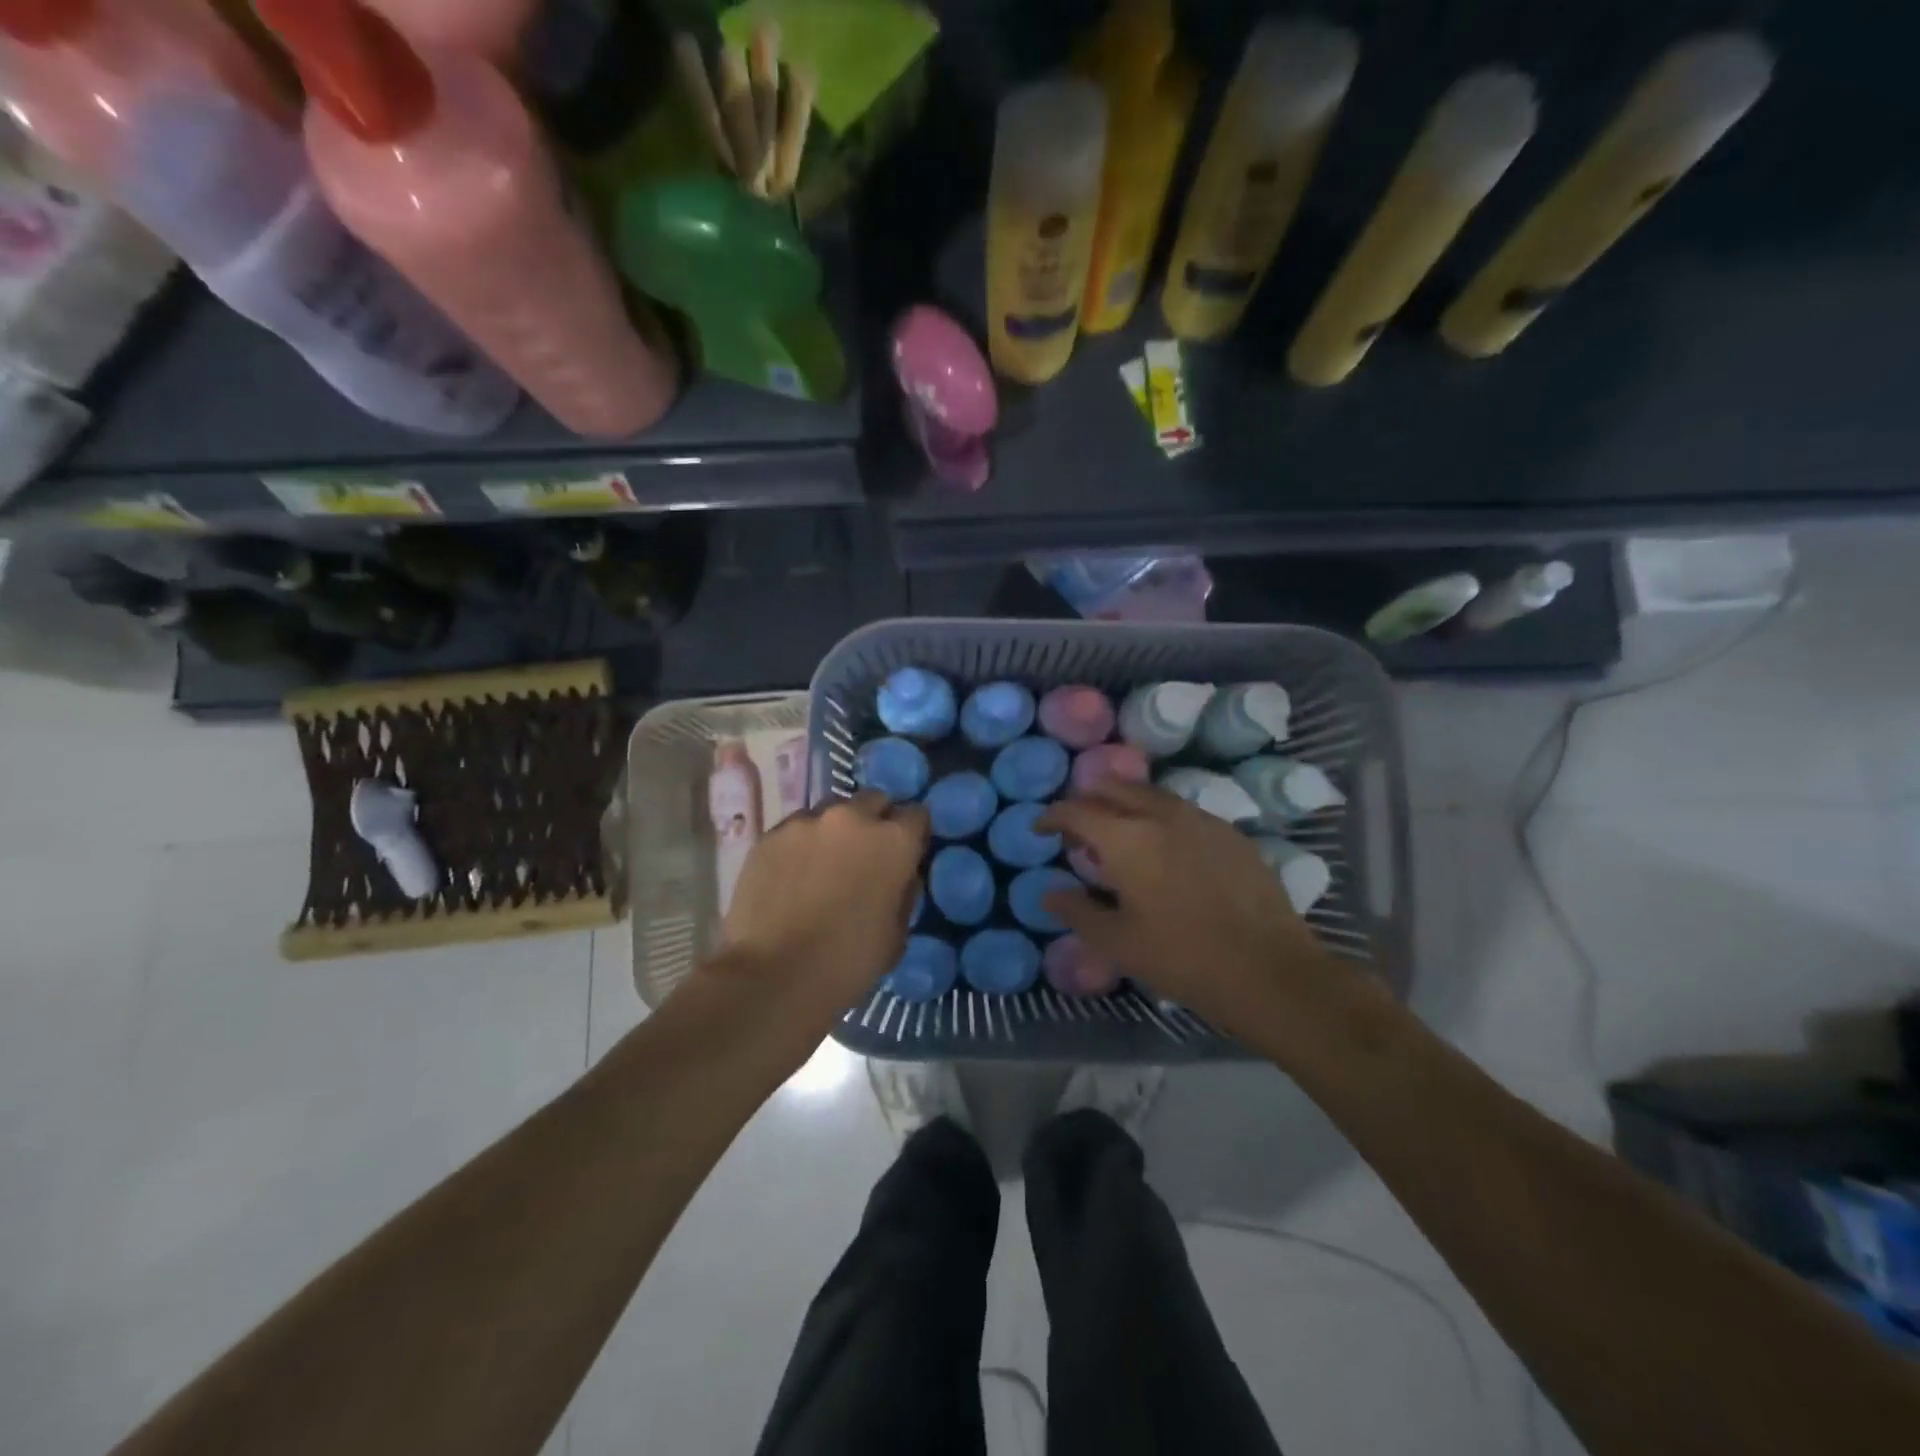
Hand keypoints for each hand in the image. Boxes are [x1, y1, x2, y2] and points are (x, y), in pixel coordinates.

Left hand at [710, 792, 928, 1019]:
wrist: (773, 975)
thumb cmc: (847, 961)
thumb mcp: (896, 934)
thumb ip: (903, 893)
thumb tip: (900, 876)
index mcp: (893, 840)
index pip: (917, 815)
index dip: (913, 833)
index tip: (908, 852)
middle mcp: (852, 817)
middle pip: (874, 801)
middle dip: (875, 821)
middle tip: (866, 854)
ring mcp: (806, 821)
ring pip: (831, 811)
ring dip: (836, 829)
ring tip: (825, 863)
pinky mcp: (770, 834)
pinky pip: (796, 828)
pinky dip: (802, 843)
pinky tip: (793, 874)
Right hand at [1037, 783, 1346, 1038]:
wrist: (1269, 969)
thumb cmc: (1182, 957)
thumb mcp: (1118, 943)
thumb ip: (1077, 910)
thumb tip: (1049, 893)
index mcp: (1126, 838)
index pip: (1076, 809)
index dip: (1052, 815)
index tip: (1042, 829)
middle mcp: (1160, 814)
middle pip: (1112, 788)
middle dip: (1088, 802)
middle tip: (1080, 834)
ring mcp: (1200, 818)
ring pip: (1149, 795)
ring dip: (1125, 807)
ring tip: (1121, 841)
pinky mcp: (1229, 832)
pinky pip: (1181, 811)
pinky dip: (1159, 819)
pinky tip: (1166, 852)